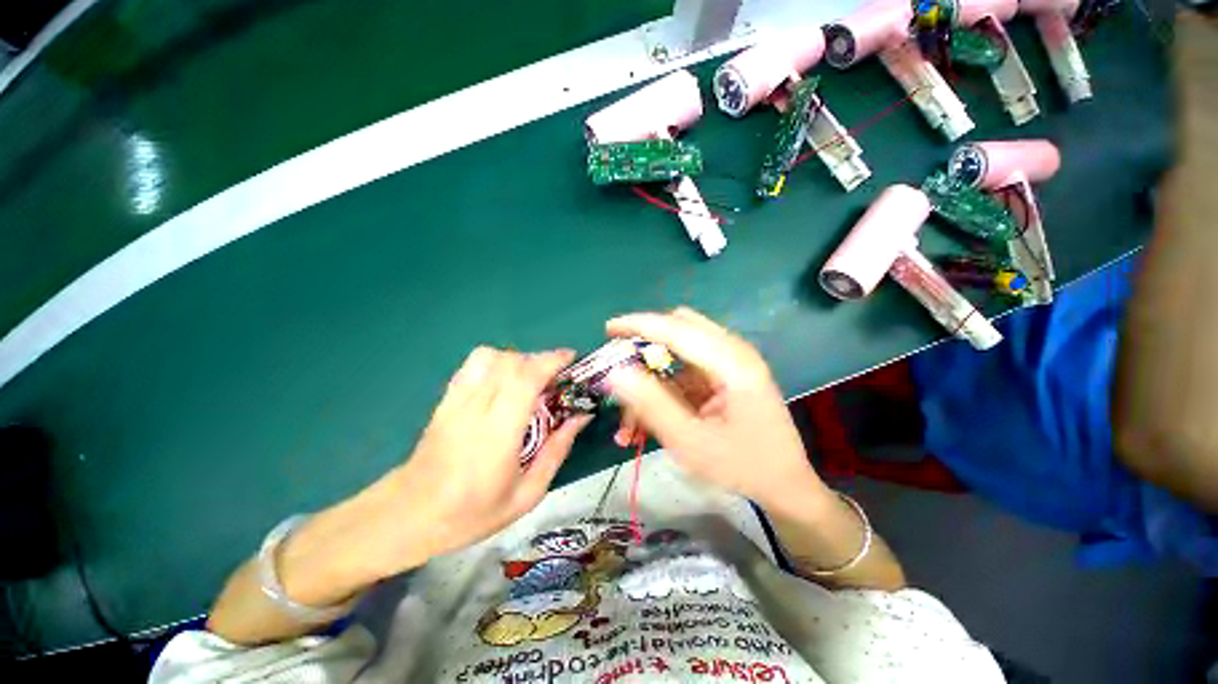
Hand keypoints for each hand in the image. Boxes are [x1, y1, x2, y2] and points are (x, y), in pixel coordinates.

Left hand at [381, 348, 589, 569]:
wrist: (408, 515)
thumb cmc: (472, 513)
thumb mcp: (527, 495)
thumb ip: (557, 451)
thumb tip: (581, 417)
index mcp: (498, 434)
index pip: (525, 379)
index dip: (551, 361)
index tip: (571, 358)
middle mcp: (476, 409)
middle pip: (510, 361)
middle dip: (540, 359)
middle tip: (556, 376)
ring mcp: (456, 400)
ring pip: (489, 356)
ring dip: (517, 359)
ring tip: (530, 378)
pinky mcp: (445, 399)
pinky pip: (472, 365)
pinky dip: (495, 361)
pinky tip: (504, 380)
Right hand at [605, 308, 827, 507]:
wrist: (786, 485)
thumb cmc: (743, 467)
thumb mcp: (691, 442)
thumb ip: (651, 404)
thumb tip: (615, 372)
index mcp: (733, 363)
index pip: (677, 328)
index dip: (639, 324)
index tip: (608, 329)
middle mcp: (734, 352)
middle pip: (680, 328)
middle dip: (645, 343)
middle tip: (621, 367)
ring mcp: (732, 361)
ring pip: (680, 348)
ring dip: (653, 370)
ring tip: (635, 410)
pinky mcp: (726, 374)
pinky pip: (687, 367)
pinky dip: (665, 383)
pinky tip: (653, 413)